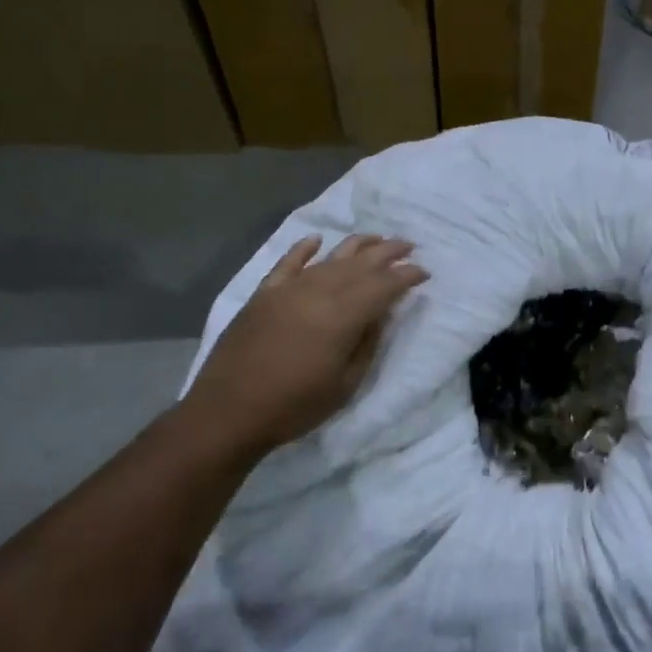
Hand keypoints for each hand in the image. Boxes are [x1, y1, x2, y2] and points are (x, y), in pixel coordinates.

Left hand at [180, 234, 428, 457]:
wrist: (228, 412)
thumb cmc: (295, 405)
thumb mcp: (346, 384)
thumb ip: (367, 343)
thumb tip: (381, 314)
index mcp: (343, 315)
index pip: (383, 286)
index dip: (406, 276)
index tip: (423, 272)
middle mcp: (318, 292)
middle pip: (360, 264)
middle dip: (388, 252)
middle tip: (409, 246)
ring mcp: (288, 290)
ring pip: (329, 258)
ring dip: (356, 246)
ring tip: (376, 238)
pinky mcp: (264, 294)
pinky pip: (287, 264)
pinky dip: (303, 249)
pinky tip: (316, 240)